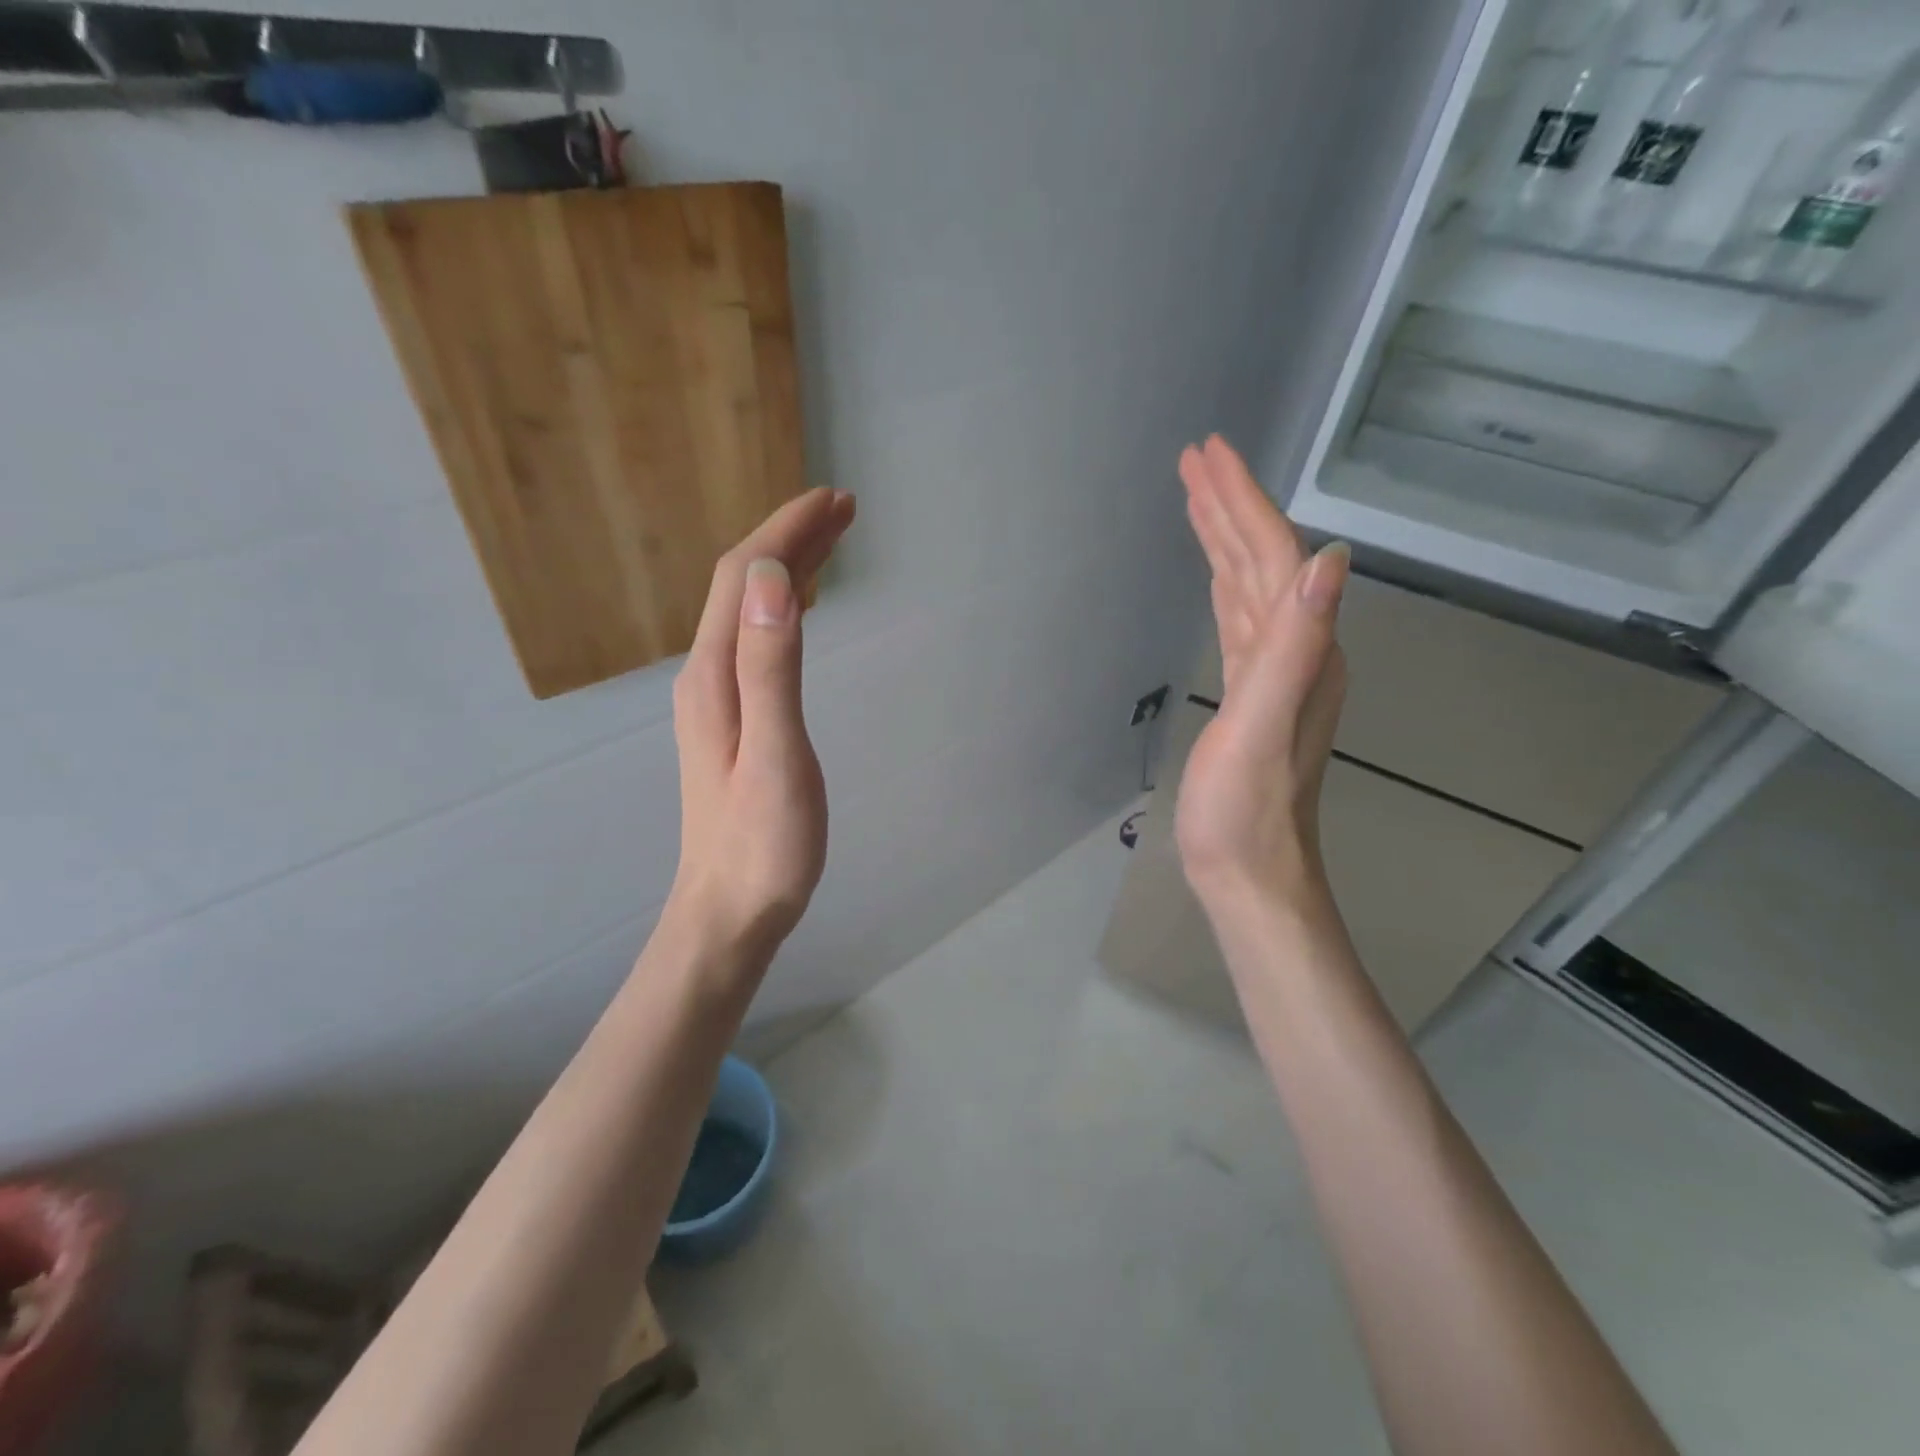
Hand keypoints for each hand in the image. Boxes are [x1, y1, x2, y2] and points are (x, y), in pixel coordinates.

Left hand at [667, 488, 856, 962]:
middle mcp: (707, 676)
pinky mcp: (732, 720)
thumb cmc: (762, 845)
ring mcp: (716, 699)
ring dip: (786, 568)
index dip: (783, 531)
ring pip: (748, 611)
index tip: (832, 500)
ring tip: (832, 543)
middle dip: (789, 539)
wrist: (729, 912)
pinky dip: (782, 608)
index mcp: (714, 676)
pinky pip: (755, 641)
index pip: (740, 577)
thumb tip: (770, 578)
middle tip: (845, 510)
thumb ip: (770, 667)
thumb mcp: (774, 755)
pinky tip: (800, 609)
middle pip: (741, 586)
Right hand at [1175, 436, 1349, 914]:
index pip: (1273, 556)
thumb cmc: (1244, 811)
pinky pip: (1239, 620)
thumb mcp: (1264, 726)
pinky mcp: (1250, 694)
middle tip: (1195, 458)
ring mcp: (1275, 673)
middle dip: (1230, 505)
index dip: (1241, 502)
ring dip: (1225, 538)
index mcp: (1303, 650)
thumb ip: (1295, 645)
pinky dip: (1224, 585)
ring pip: (1249, 587)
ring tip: (1197, 497)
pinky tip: (1216, 574)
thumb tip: (1328, 557)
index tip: (1207, 454)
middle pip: (1262, 561)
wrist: (1250, 874)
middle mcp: (1298, 650)